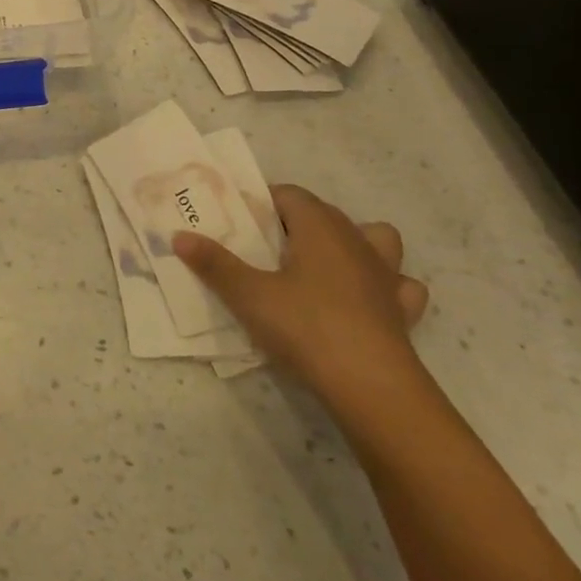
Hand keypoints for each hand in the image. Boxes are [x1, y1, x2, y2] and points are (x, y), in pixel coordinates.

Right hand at [174, 184, 427, 408]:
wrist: (371, 386)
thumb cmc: (306, 327)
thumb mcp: (248, 295)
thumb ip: (214, 263)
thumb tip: (179, 235)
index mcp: (320, 227)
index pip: (290, 194)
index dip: (263, 201)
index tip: (239, 220)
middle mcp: (356, 240)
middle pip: (324, 213)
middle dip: (294, 221)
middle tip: (262, 245)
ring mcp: (385, 275)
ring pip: (375, 239)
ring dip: (352, 243)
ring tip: (322, 263)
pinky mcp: (401, 309)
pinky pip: (398, 284)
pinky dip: (384, 285)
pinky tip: (364, 299)